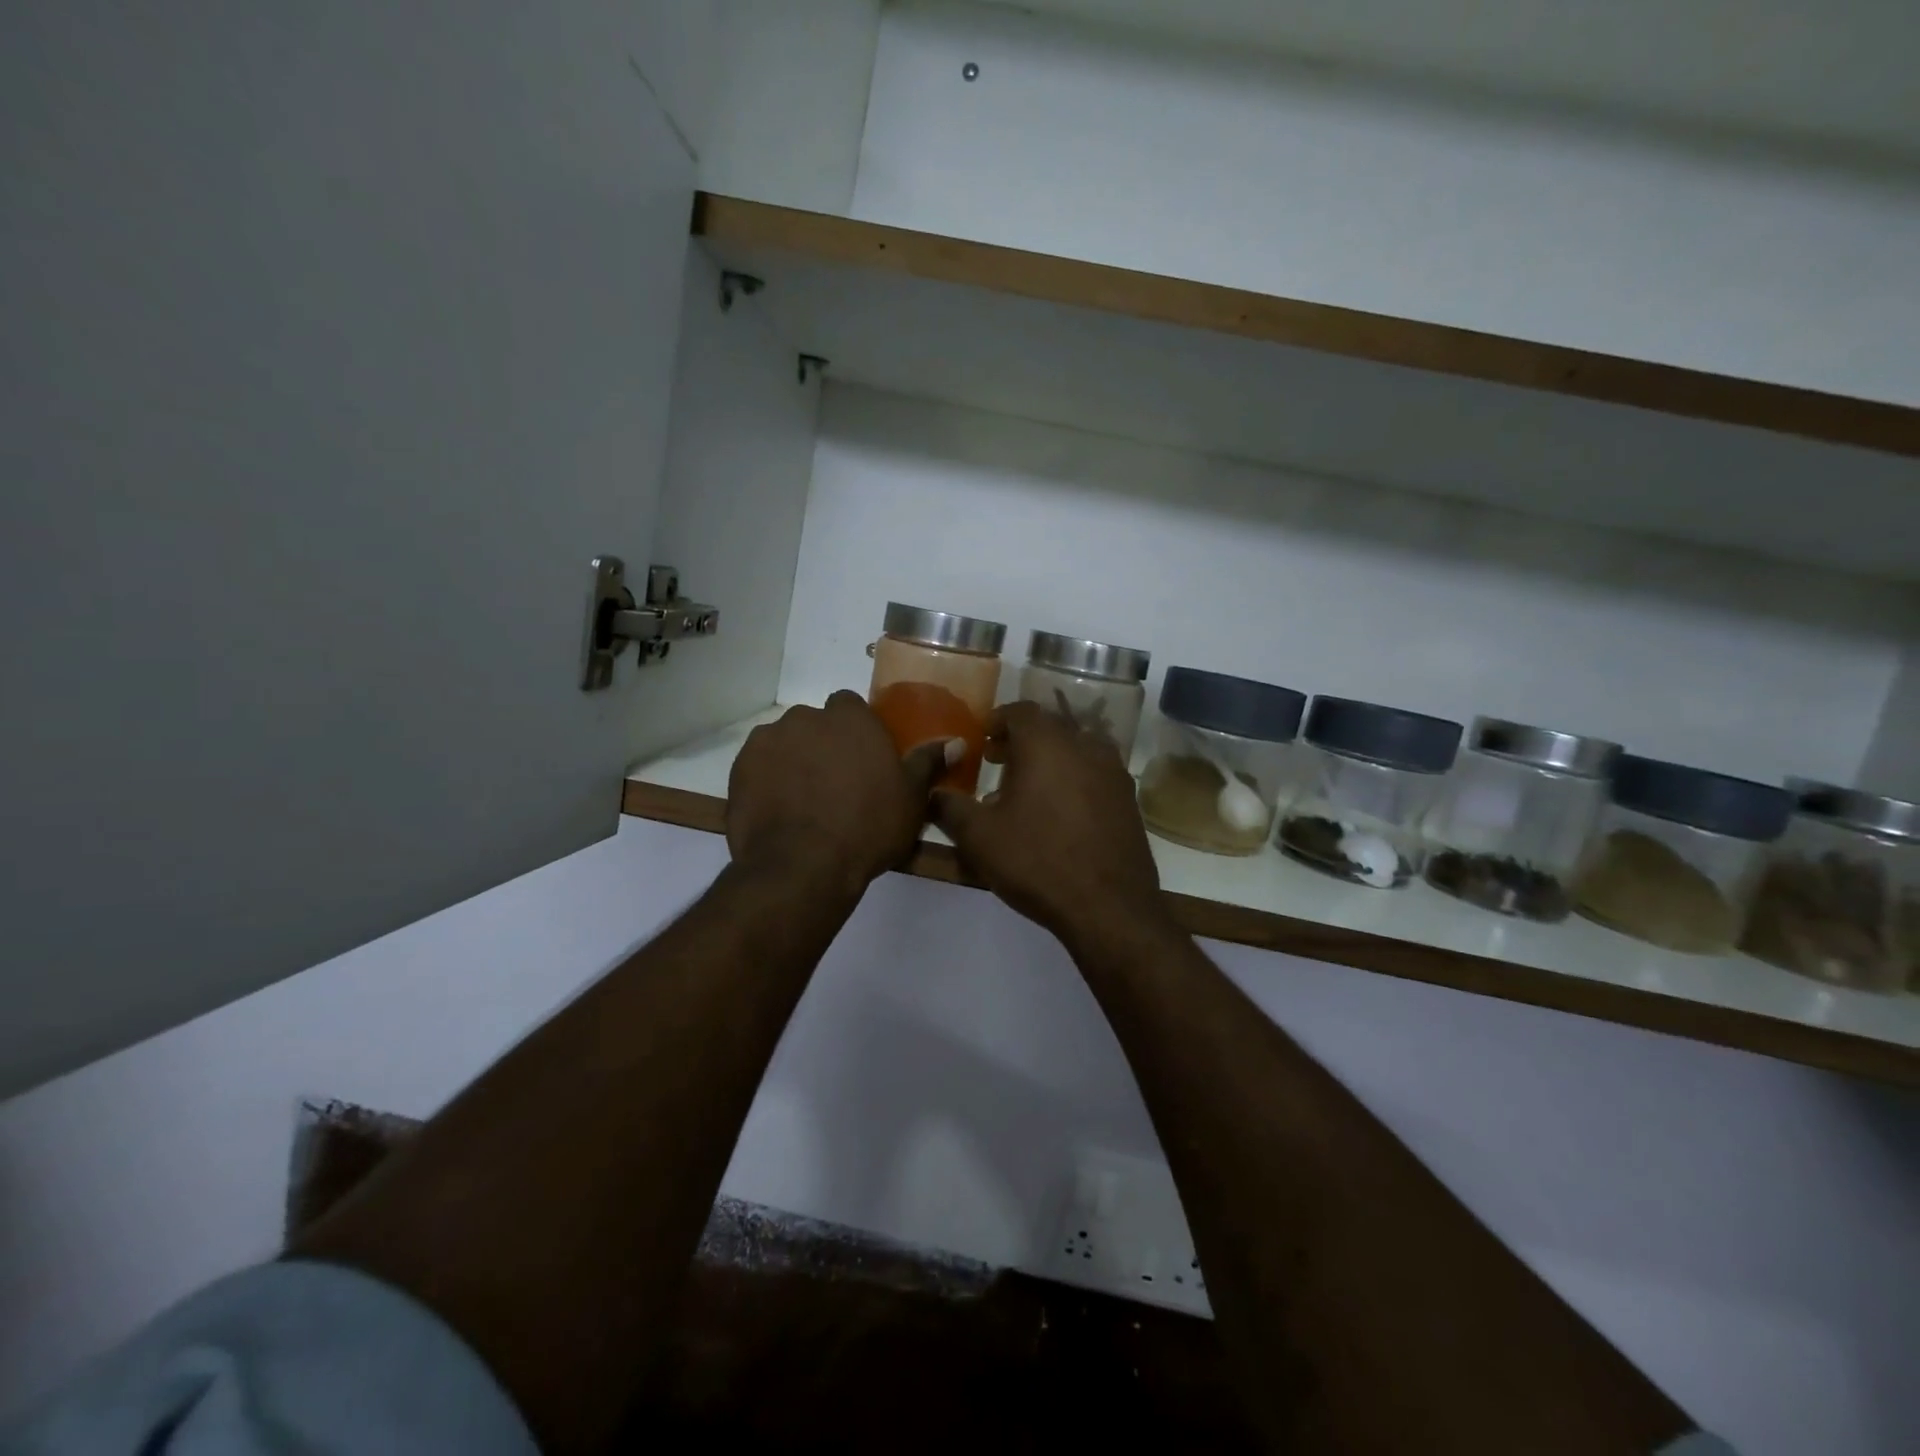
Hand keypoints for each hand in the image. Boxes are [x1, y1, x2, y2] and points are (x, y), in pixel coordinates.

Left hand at [728, 691, 956, 896]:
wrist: (802, 865)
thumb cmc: (867, 827)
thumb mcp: (911, 798)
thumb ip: (928, 763)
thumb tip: (956, 742)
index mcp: (851, 718)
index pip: (850, 706)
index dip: (856, 732)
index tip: (862, 760)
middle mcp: (807, 717)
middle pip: (816, 723)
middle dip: (823, 744)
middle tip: (835, 784)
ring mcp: (768, 740)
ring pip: (785, 743)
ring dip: (793, 760)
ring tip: (803, 800)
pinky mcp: (739, 767)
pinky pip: (758, 766)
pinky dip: (766, 779)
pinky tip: (778, 809)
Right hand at [933, 701, 1166, 948]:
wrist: (1109, 907)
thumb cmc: (1037, 861)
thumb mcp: (979, 837)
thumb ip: (950, 807)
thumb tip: (932, 793)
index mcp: (1047, 743)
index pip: (1020, 710)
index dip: (997, 721)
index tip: (981, 741)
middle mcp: (1085, 746)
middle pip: (1049, 728)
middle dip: (1021, 741)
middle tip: (997, 763)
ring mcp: (1113, 772)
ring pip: (1075, 750)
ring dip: (1049, 761)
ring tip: (1027, 791)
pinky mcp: (1129, 800)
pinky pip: (1094, 775)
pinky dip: (1073, 780)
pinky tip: (1058, 815)